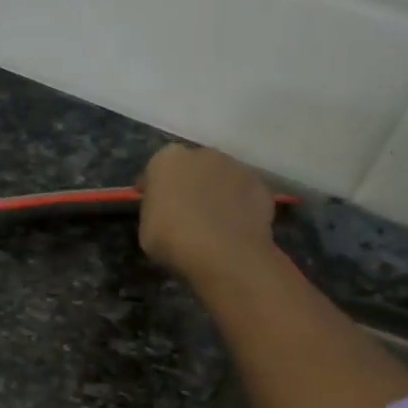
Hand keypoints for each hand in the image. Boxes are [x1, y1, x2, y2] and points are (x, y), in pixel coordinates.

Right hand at [138, 143, 279, 283]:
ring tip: (215, 221)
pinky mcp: (261, 186)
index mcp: (168, 160)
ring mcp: (237, 167)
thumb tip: (165, 210)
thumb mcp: (146, 228)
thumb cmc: (173, 240)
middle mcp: (203, 154)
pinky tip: (236, 228)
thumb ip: (155, 210)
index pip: (156, 169)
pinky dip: (241, 206)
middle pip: (193, 167)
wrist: (223, 253)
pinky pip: (244, 195)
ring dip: (218, 193)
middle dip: (190, 184)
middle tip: (186, 212)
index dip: (155, 187)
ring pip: (222, 178)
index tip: (154, 205)